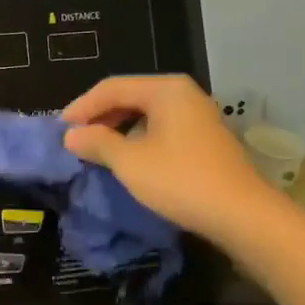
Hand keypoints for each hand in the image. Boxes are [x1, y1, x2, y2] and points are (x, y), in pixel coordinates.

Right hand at [62, 75, 272, 246]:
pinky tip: (129, 159)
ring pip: (147, 114)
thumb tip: (72, 135)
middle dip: (100, 117)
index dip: (82, 106)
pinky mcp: (206, 139)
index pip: (112, 87)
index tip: (60, 129)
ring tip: (97, 150)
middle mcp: (183, 94)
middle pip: (130, 96)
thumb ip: (97, 143)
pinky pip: (162, 128)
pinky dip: (139, 139)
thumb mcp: (130, 162)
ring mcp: (198, 116)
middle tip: (76, 139)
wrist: (244, 216)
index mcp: (165, 89)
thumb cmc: (181, 181)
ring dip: (119, 129)